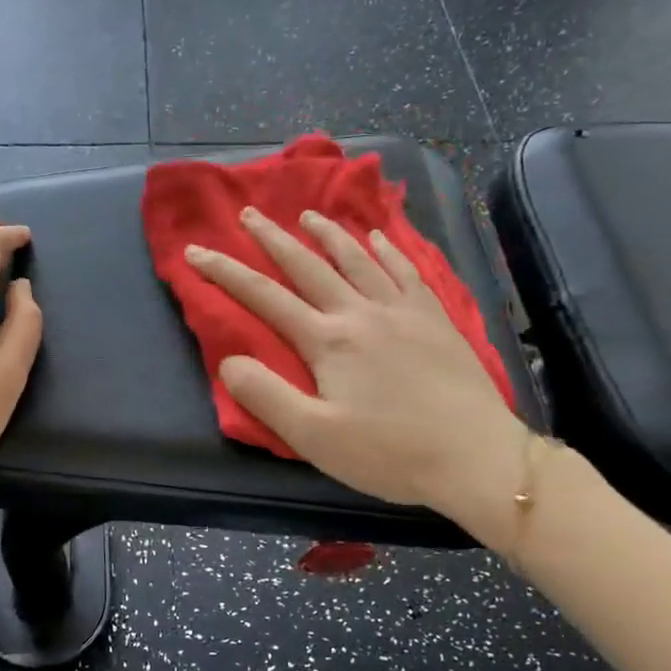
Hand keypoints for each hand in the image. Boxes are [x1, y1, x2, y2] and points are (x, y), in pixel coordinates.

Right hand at [185, 207, 526, 530]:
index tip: (195, 251)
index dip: (225, 273)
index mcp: (328, 340)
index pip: (264, 297)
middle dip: (273, 239)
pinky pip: (406, 271)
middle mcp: (361, 313)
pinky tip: (379, 237)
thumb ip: (266, 396)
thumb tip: (229, 360)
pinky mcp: (436, 319)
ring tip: (308, 215)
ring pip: (358, 259)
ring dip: (328, 234)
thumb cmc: (390, 453)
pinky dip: (388, 249)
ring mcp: (403, 311)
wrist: (475, 457)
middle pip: (308, 266)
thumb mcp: (314, 437)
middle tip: (249, 214)